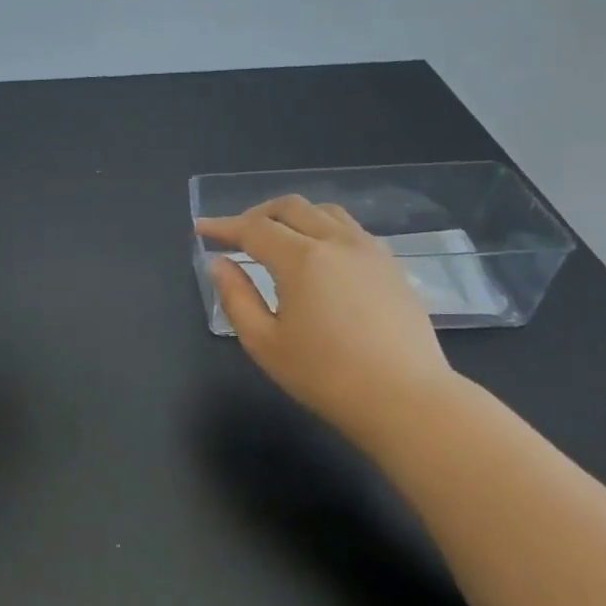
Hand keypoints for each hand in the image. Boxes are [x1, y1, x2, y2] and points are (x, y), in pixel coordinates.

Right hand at [195, 197, 453, 436]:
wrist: (404, 397)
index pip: (253, 228)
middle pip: (290, 207)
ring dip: (291, 217)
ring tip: (274, 240)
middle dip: (256, 215)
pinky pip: (349, 229)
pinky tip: (315, 256)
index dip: (223, 226)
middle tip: (235, 236)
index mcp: (302, 259)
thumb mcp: (264, 342)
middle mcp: (336, 242)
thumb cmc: (324, 375)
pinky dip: (321, 228)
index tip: (201, 228)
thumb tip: (219, 264)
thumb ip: (236, 297)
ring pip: (324, 211)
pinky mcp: (391, 265)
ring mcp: (369, 250)